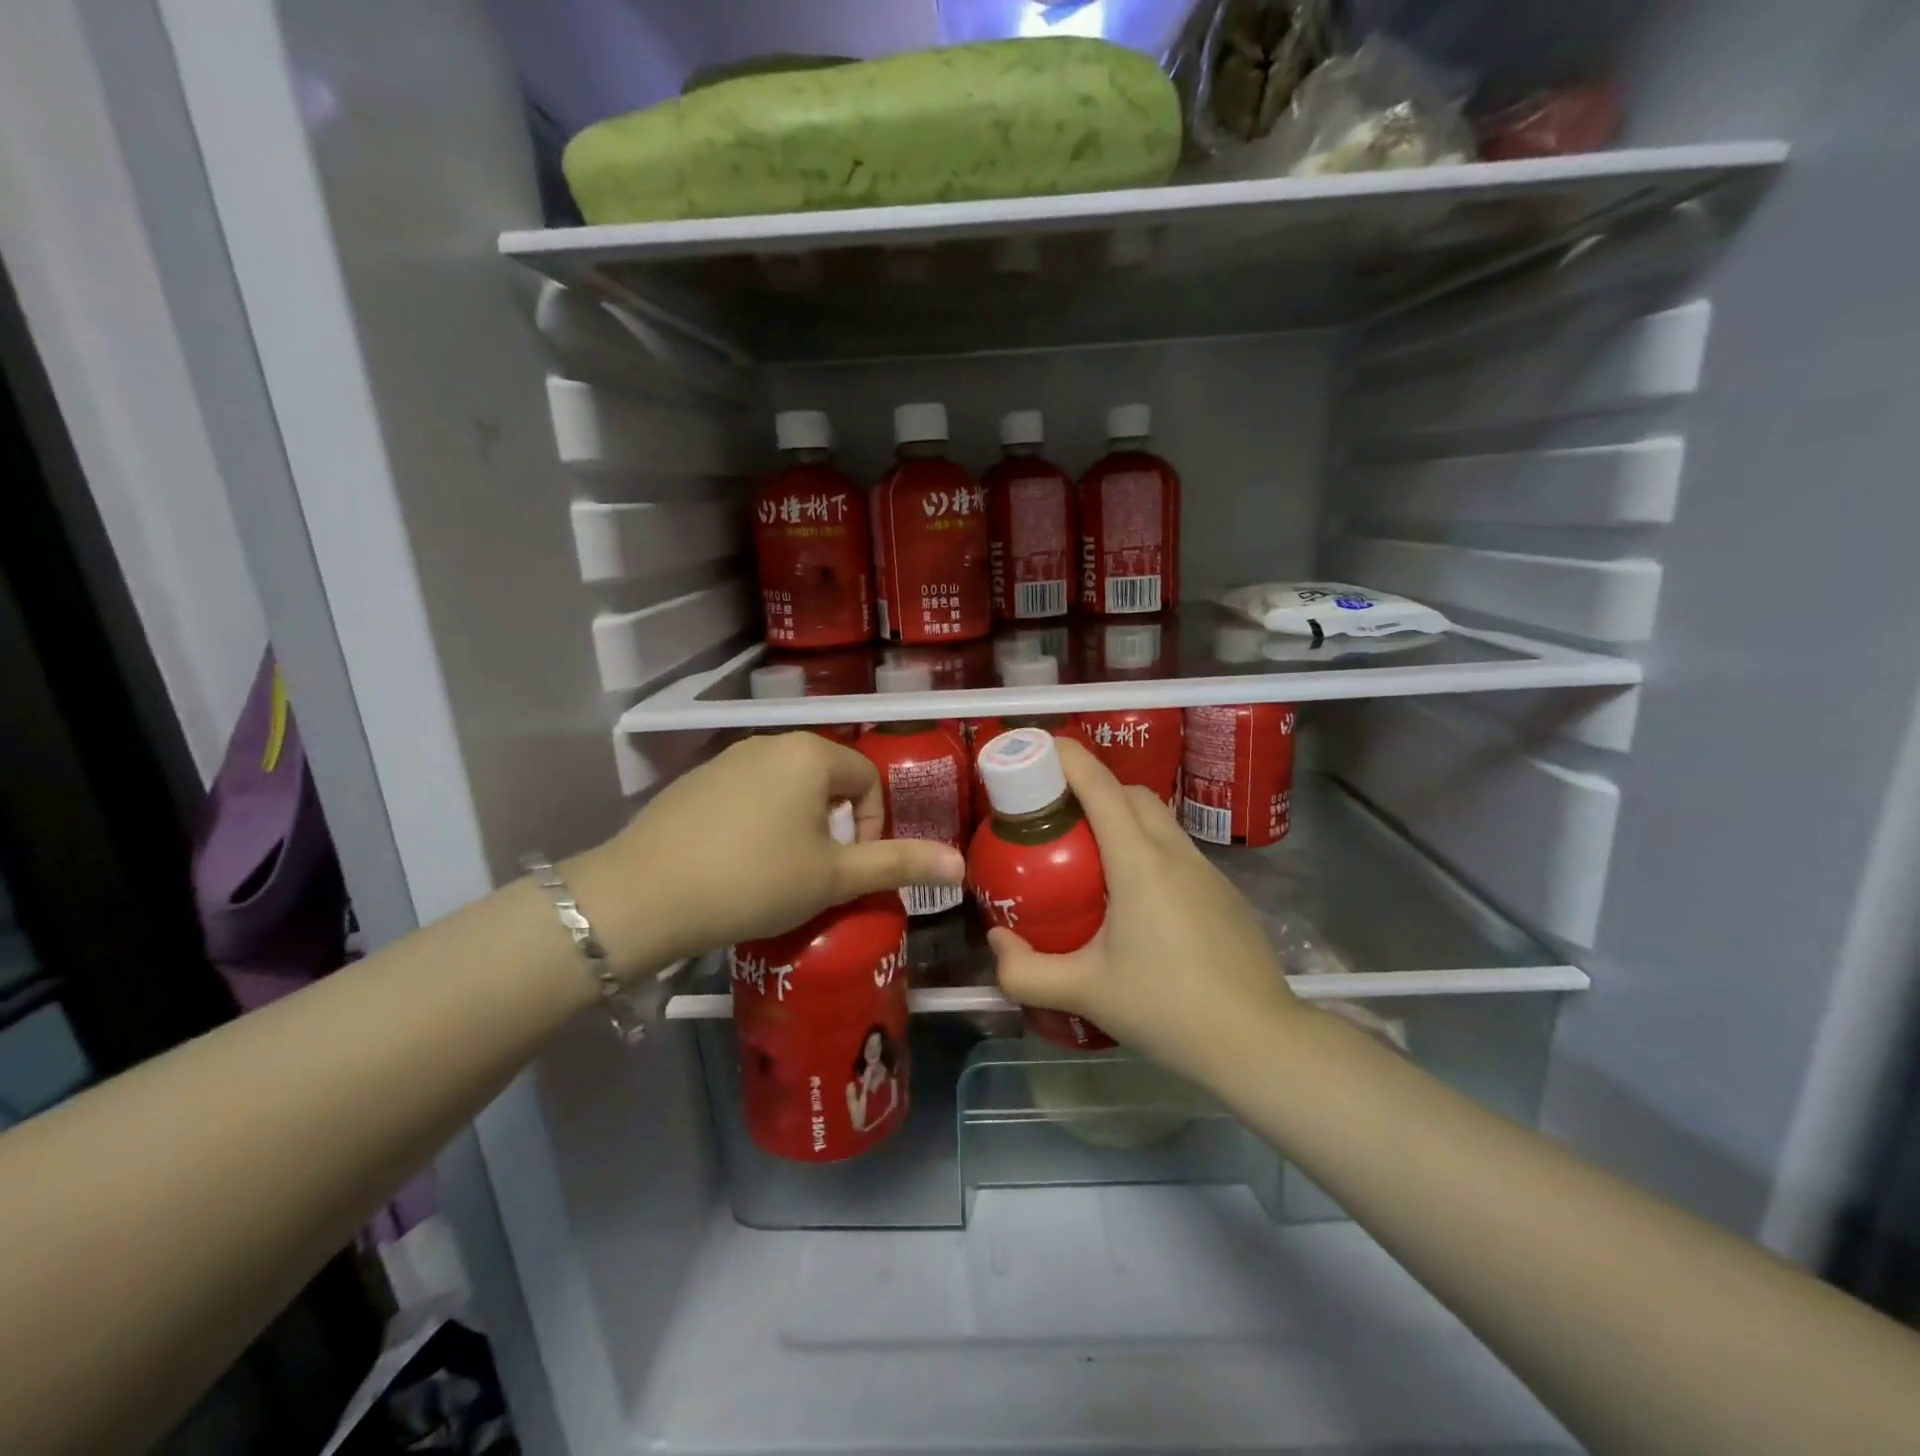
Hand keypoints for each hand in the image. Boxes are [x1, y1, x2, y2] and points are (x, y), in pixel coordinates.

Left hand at [570, 732, 964, 975]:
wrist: (645, 894)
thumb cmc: (755, 879)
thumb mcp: (834, 877)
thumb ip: (897, 865)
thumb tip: (960, 863)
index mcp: (811, 755)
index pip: (868, 780)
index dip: (873, 826)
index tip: (852, 868)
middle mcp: (771, 744)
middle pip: (827, 781)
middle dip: (835, 826)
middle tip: (820, 873)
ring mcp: (727, 760)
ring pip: (786, 788)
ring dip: (798, 826)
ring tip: (781, 873)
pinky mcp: (693, 782)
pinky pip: (746, 796)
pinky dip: (757, 824)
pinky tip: (737, 864)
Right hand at [988, 738, 1300, 1086]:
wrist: (1259, 1043)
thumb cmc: (1167, 1008)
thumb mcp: (1085, 992)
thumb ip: (1026, 971)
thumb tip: (996, 942)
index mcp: (1139, 862)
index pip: (1100, 786)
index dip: (1067, 757)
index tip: (1036, 747)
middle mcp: (1175, 852)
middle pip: (1131, 793)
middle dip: (1091, 785)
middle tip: (1054, 813)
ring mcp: (1207, 871)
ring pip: (1158, 820)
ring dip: (1122, 817)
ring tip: (1088, 854)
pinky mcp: (1224, 894)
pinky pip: (1177, 851)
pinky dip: (1147, 849)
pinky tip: (1133, 899)